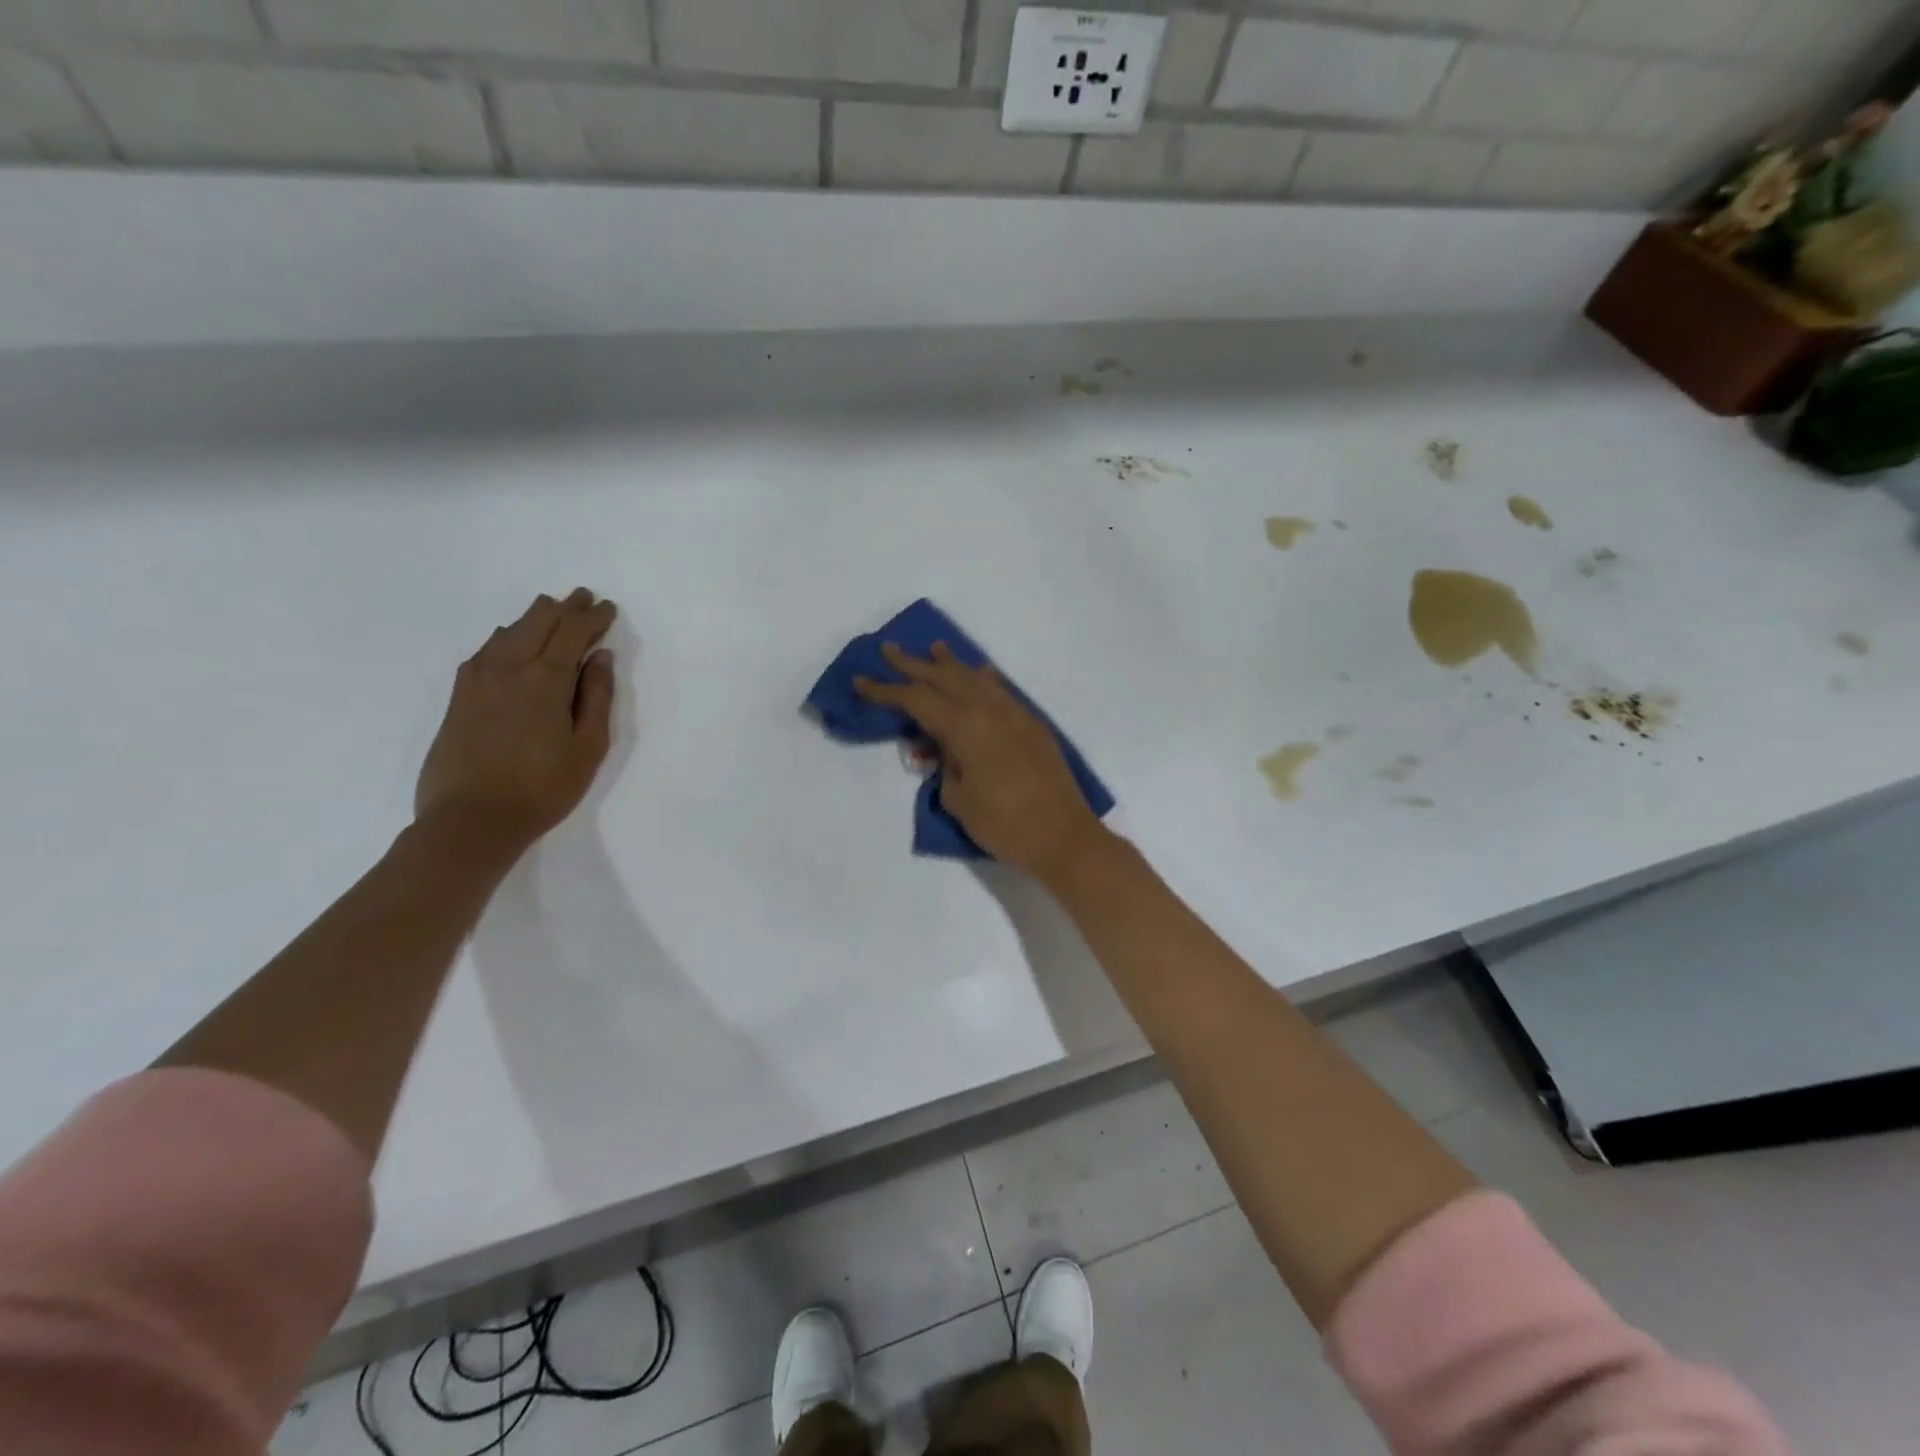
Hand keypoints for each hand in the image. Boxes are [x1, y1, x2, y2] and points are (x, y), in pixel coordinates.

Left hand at [415, 589, 618, 850]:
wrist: (471, 820)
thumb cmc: (543, 788)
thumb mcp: (588, 747)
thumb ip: (596, 697)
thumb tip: (599, 657)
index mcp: (545, 679)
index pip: (573, 632)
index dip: (593, 616)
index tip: (608, 607)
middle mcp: (508, 667)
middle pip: (538, 621)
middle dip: (565, 607)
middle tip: (583, 599)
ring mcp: (477, 678)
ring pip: (510, 630)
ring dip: (535, 618)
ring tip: (552, 612)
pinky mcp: (459, 694)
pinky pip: (486, 649)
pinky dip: (508, 636)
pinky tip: (512, 639)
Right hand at [856, 642, 1105, 882]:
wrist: (1064, 837)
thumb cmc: (1004, 825)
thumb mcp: (959, 800)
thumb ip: (945, 767)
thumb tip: (946, 751)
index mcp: (966, 727)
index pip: (917, 700)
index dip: (886, 691)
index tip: (861, 679)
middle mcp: (990, 710)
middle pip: (945, 678)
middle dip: (914, 664)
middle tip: (889, 649)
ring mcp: (1015, 715)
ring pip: (976, 679)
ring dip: (952, 664)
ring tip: (935, 649)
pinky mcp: (1032, 726)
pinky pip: (1001, 692)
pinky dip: (984, 680)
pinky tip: (979, 674)